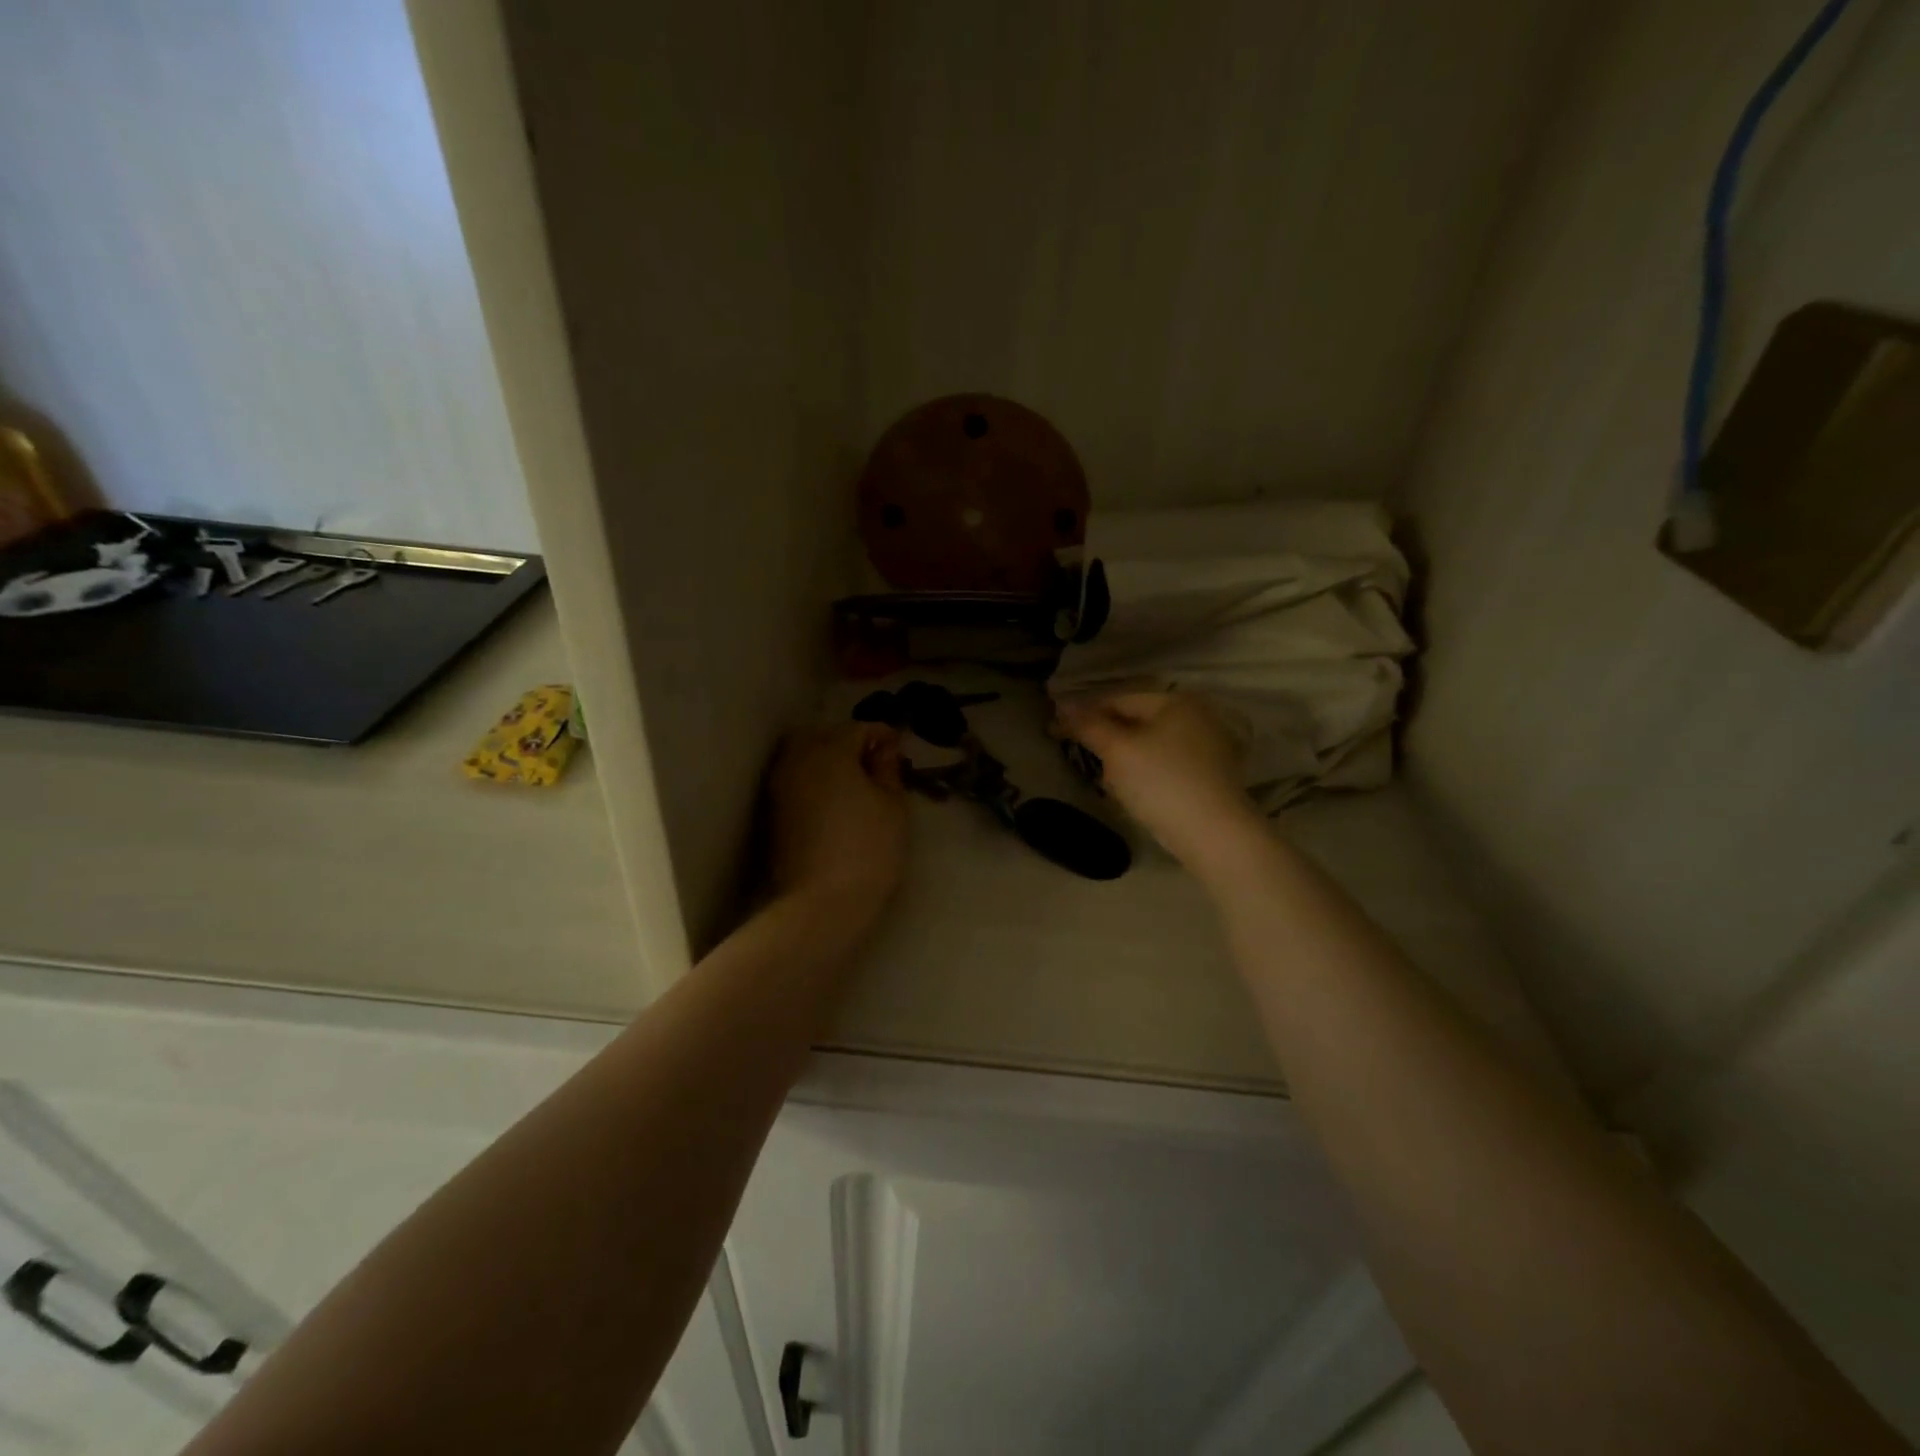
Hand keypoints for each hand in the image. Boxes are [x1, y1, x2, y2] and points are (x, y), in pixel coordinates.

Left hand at [767, 723, 908, 923]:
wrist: (821, 903)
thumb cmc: (868, 848)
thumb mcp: (893, 805)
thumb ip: (888, 768)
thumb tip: (883, 748)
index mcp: (829, 750)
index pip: (859, 728)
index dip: (883, 736)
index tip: (900, 750)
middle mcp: (797, 759)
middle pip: (825, 736)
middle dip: (849, 743)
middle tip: (876, 765)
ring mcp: (780, 786)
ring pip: (806, 757)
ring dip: (829, 762)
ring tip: (857, 786)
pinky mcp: (773, 813)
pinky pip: (798, 781)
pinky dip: (816, 782)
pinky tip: (836, 803)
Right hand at [1053, 692, 1261, 869]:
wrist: (1215, 835)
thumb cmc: (1161, 782)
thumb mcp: (1117, 750)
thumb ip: (1088, 725)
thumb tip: (1062, 705)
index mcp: (1175, 701)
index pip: (1118, 700)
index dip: (1083, 714)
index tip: (1054, 730)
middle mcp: (1197, 716)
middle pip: (1136, 721)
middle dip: (1105, 737)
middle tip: (1078, 755)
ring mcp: (1209, 746)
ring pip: (1151, 744)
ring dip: (1124, 758)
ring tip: (1106, 779)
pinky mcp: (1212, 775)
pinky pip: (1167, 764)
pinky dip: (1146, 772)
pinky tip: (1135, 791)